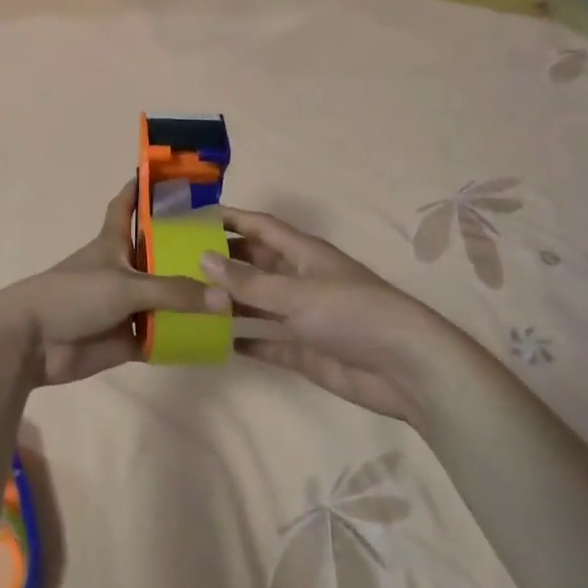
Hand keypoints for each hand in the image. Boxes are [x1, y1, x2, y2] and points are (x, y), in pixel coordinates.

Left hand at [0, 183, 212, 386]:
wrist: (34, 342)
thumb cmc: (74, 295)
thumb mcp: (125, 285)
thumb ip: (174, 292)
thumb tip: (224, 299)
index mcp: (114, 242)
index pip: (127, 205)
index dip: (143, 188)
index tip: (170, 174)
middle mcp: (123, 269)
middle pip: (159, 253)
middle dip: (187, 249)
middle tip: (230, 245)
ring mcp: (125, 305)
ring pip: (165, 297)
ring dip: (191, 297)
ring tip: (236, 292)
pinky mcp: (126, 338)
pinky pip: (161, 335)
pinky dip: (182, 336)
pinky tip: (216, 336)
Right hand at [202, 208, 442, 421]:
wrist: (406, 370)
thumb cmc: (351, 314)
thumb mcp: (296, 292)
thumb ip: (247, 281)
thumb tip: (202, 258)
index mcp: (304, 253)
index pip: (260, 226)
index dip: (230, 218)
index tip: (194, 217)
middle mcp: (301, 279)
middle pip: (257, 263)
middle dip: (224, 260)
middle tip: (180, 263)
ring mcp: (304, 316)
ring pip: (259, 303)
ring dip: (230, 302)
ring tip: (190, 301)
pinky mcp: (306, 351)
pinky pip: (268, 342)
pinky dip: (246, 341)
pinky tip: (218, 343)